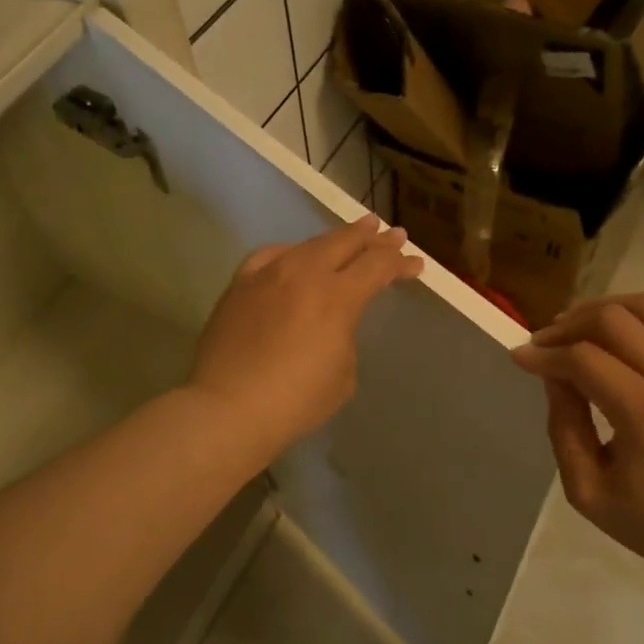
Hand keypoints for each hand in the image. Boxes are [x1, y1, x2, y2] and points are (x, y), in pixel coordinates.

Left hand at [190, 215, 424, 455]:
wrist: (228, 409)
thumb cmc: (295, 401)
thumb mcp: (343, 374)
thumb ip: (344, 337)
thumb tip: (331, 324)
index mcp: (337, 297)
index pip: (377, 267)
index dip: (399, 263)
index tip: (415, 264)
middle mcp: (304, 274)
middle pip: (345, 243)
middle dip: (373, 238)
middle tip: (392, 234)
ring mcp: (268, 274)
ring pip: (308, 245)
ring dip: (335, 239)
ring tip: (351, 235)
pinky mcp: (239, 285)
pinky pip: (270, 256)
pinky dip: (291, 253)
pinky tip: (294, 255)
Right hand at [510, 294, 643, 578]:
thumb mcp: (586, 488)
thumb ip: (563, 425)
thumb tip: (552, 375)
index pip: (583, 358)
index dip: (543, 354)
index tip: (518, 357)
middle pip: (613, 319)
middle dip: (568, 325)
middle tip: (543, 344)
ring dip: (603, 310)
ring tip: (575, 331)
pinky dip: (633, 321)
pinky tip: (612, 343)